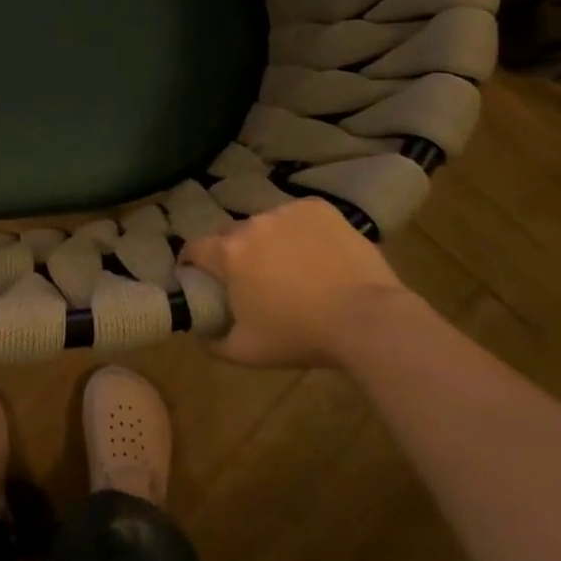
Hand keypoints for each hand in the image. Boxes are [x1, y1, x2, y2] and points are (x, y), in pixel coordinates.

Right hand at [182, 198, 416, 368]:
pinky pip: (297, 216)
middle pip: (229, 235)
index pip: (193, 249)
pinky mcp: (318, 208)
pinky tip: (315, 252)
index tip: (199, 276)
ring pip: (265, 224)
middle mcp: (250, 224)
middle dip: (233, 253)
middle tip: (250, 278)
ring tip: (290, 265)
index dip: (192, 263)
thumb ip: (212, 343)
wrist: (368, 320)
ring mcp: (286, 212)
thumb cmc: (300, 336)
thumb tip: (200, 334)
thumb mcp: (246, 352)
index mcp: (227, 254)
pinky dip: (299, 230)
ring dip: (267, 241)